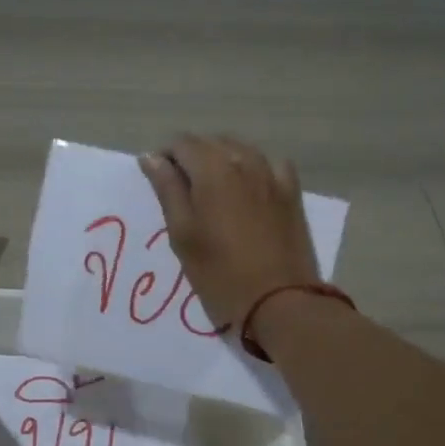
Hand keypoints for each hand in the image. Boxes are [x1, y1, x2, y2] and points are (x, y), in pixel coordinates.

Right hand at [139, 133, 321, 329]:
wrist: (279, 302)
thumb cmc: (219, 274)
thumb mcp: (182, 235)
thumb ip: (167, 190)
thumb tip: (152, 158)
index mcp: (212, 169)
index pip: (181, 143)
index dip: (165, 157)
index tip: (158, 181)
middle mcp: (244, 160)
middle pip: (211, 142)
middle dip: (192, 157)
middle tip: (181, 192)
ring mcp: (273, 174)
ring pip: (240, 150)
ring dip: (221, 160)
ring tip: (211, 191)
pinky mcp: (292, 193)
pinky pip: (270, 164)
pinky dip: (253, 168)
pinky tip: (249, 188)